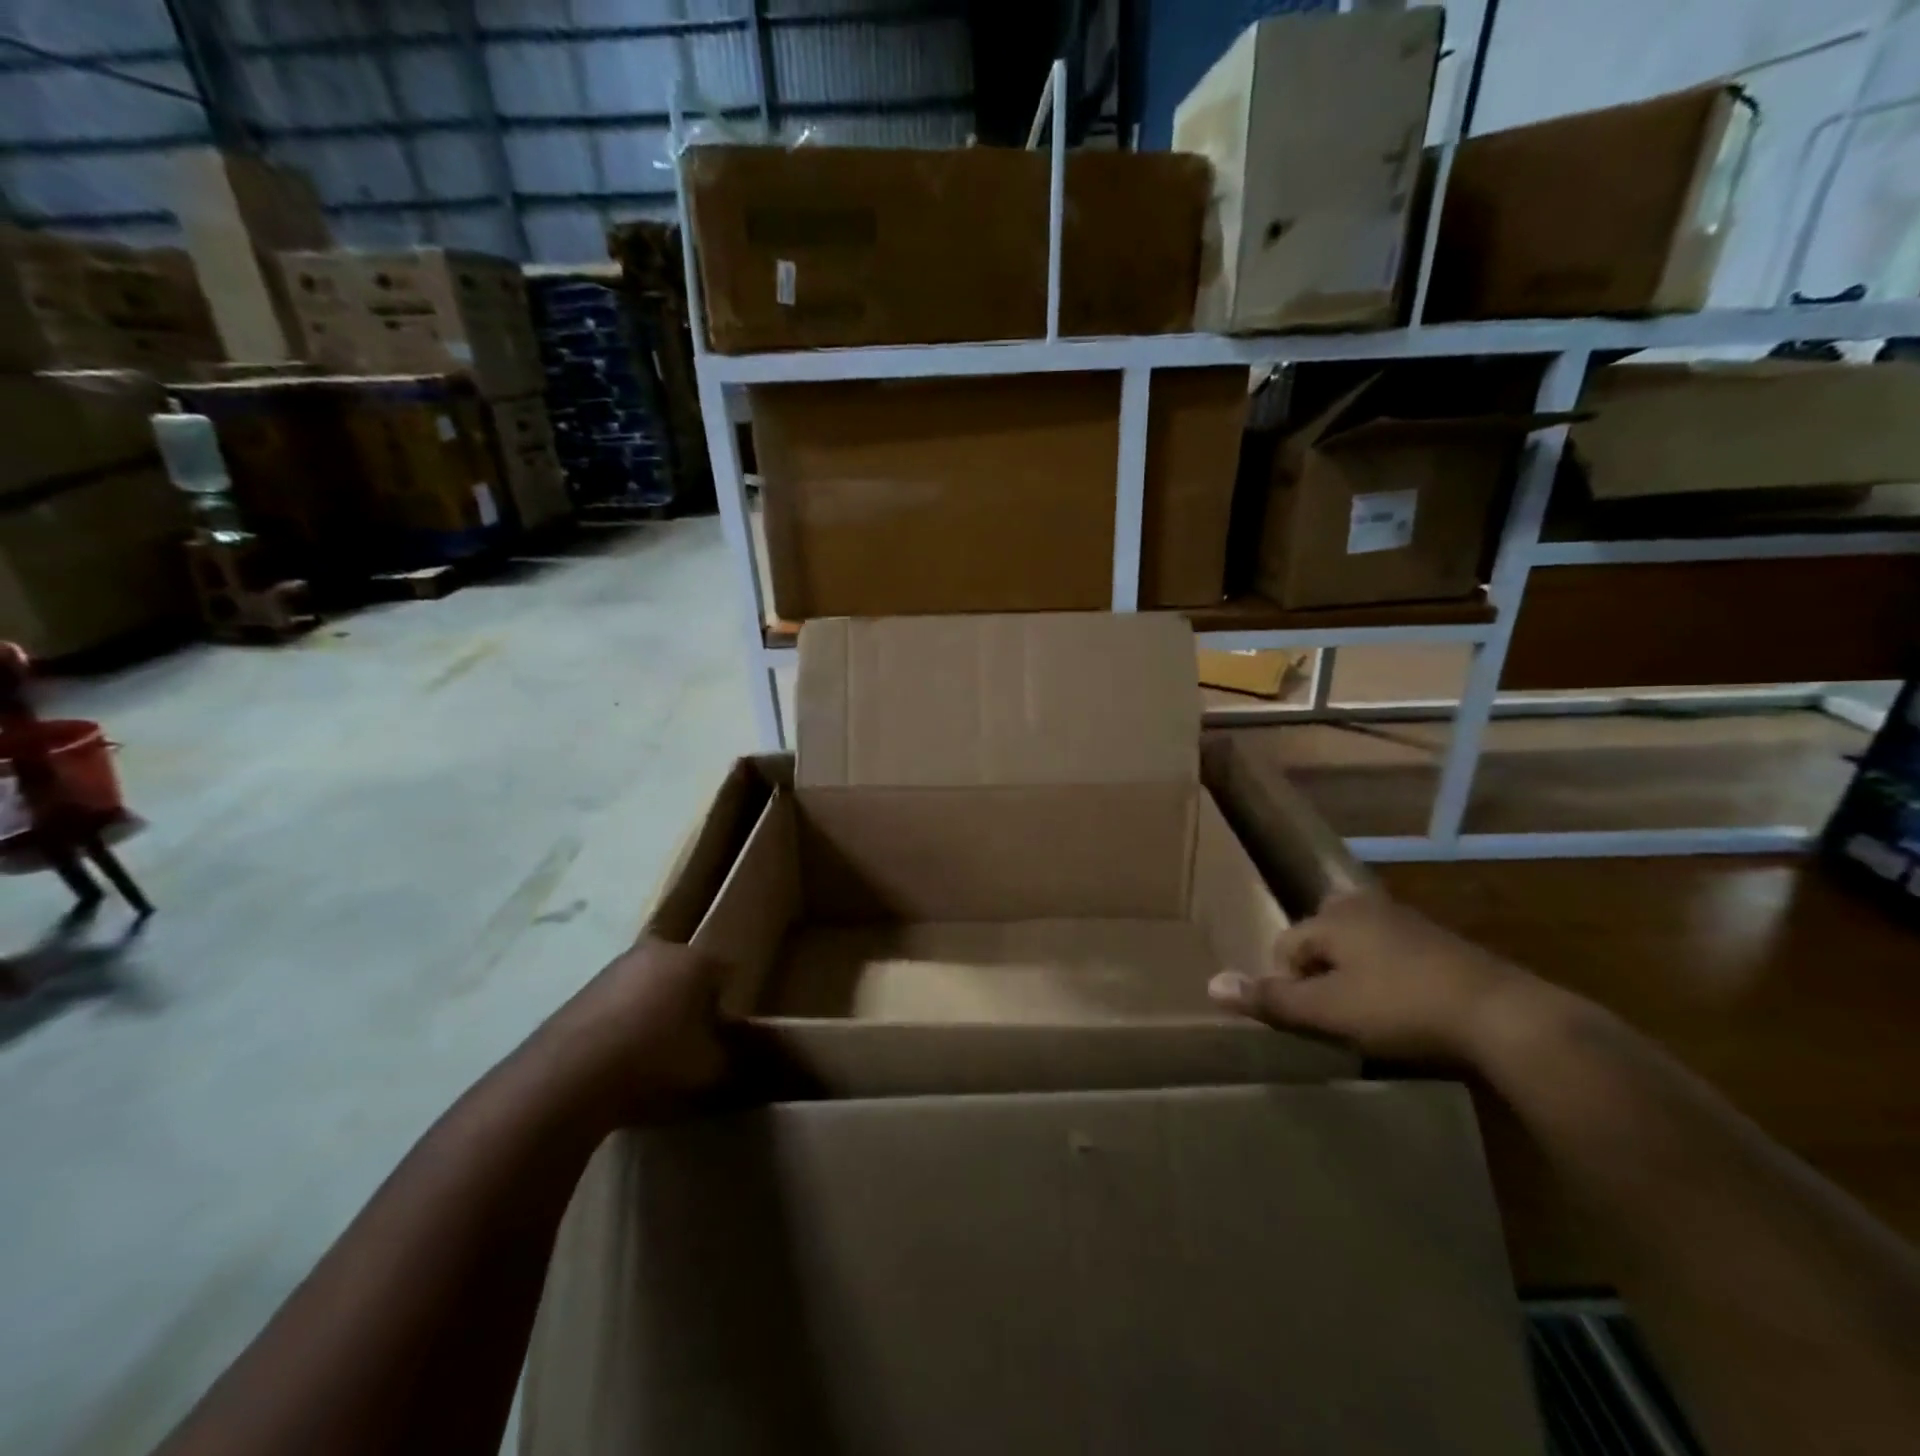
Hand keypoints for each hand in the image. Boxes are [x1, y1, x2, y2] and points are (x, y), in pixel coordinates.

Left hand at [545, 937, 729, 1120]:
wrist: (568, 1077)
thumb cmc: (656, 1062)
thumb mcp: (712, 1069)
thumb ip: (735, 1057)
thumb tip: (744, 1055)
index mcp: (698, 960)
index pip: (728, 974)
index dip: (728, 1007)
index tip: (722, 1037)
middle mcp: (661, 950)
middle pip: (687, 973)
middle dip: (691, 1002)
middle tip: (689, 1044)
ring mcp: (618, 966)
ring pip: (651, 984)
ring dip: (655, 1010)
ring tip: (650, 1055)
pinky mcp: (583, 988)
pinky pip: (619, 1001)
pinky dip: (623, 1021)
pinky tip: (618, 1057)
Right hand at [1208, 891, 1539, 1061]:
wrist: (1504, 1016)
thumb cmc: (1402, 1007)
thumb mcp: (1328, 1011)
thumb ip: (1270, 999)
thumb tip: (1210, 985)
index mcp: (1333, 916)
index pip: (1286, 947)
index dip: (1290, 986)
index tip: (1314, 1021)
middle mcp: (1365, 906)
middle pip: (1321, 943)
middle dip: (1321, 977)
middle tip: (1338, 1017)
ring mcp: (1406, 921)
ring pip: (1358, 949)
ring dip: (1355, 979)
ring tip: (1372, 1019)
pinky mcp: (1441, 943)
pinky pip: (1393, 957)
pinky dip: (1389, 980)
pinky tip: (1408, 1012)